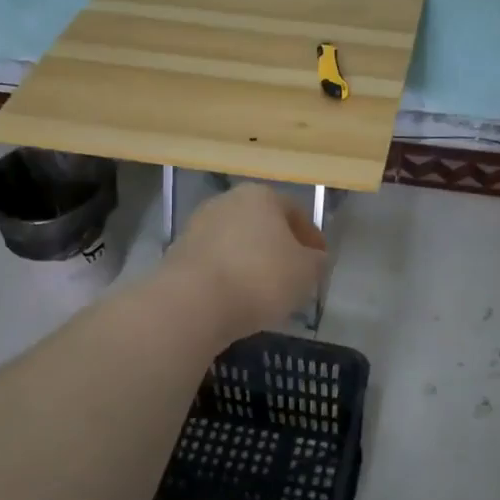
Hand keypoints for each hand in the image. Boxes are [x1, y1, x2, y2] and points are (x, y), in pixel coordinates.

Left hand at [162, 183, 326, 341]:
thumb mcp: (307, 271)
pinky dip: (229, 275)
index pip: (296, 212)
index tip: (320, 262)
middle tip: (293, 275)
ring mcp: (198, 226)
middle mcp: (227, 201)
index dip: (312, 238)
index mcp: (261, 195)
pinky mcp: (179, 253)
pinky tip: (238, 298)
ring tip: (265, 292)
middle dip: (279, 247)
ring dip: (252, 261)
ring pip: (237, 243)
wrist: (193, 303)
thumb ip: (316, 261)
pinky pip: (216, 262)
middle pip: (263, 224)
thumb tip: (313, 258)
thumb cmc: (260, 277)